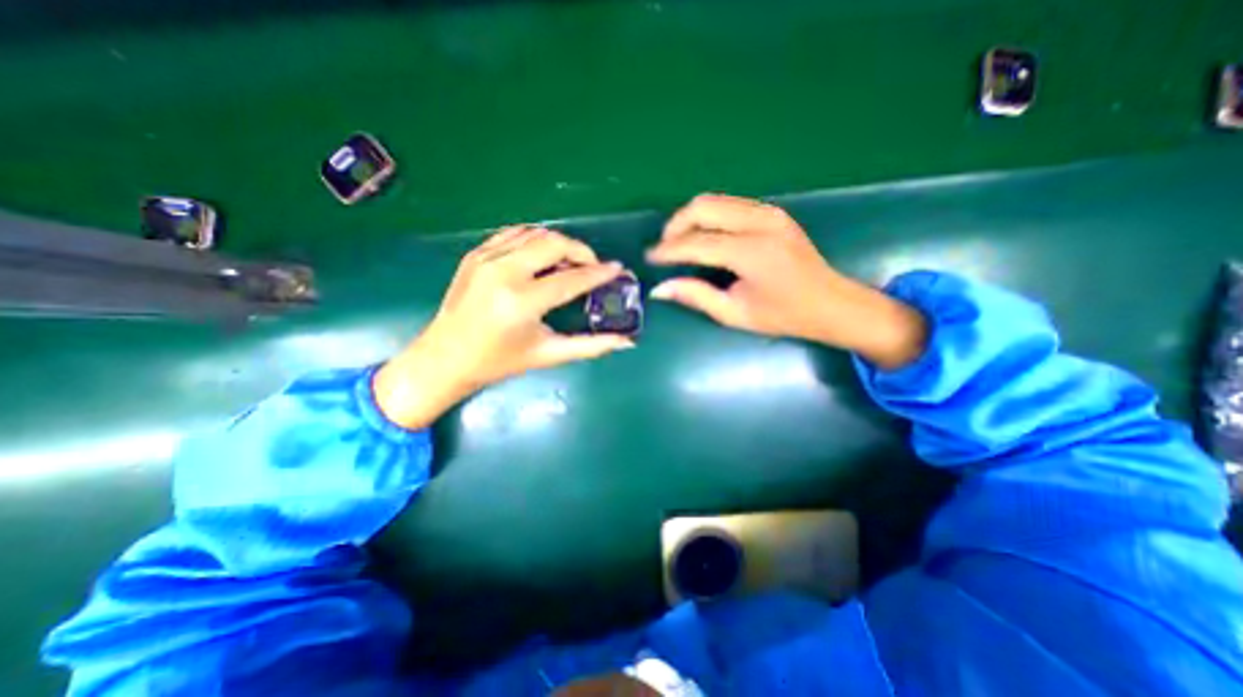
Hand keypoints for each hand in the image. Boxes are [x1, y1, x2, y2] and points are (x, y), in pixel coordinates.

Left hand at [373, 227, 634, 427]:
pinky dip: (534, 239)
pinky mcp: (475, 254)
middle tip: (593, 266)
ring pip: (535, 233)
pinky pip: (513, 234)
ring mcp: (485, 259)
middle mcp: (503, 273)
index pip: (571, 279)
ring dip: (559, 243)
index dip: (599, 274)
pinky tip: (542, 256)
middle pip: (554, 244)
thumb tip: (626, 342)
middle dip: (581, 251)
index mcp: (521, 303)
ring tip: (570, 262)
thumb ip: (590, 346)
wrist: (445, 358)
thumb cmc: (499, 362)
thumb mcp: (548, 354)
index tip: (618, 269)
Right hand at [652, 194, 921, 369]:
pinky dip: (709, 217)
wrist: (831, 302)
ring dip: (691, 218)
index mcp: (751, 252)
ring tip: (679, 243)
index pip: (696, 243)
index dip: (668, 250)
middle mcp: (759, 223)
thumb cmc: (784, 315)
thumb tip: (660, 288)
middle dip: (676, 225)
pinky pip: (729, 205)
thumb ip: (696, 296)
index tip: (649, 257)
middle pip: (703, 207)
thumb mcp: (735, 314)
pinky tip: (704, 237)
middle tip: (664, 249)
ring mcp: (769, 212)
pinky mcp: (772, 212)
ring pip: (715, 200)